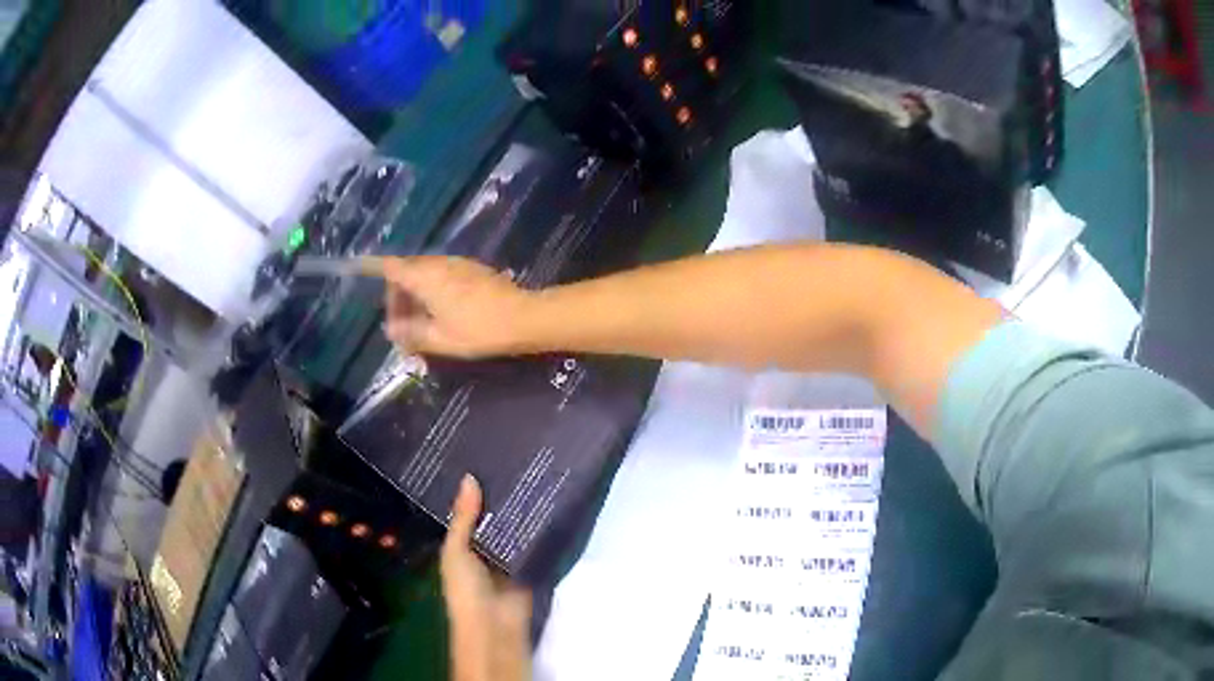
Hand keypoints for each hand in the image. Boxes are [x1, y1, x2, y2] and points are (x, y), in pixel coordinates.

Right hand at [374, 256, 536, 358]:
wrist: (524, 317)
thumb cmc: (478, 329)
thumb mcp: (440, 339)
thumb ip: (411, 333)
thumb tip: (391, 331)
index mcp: (424, 276)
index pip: (390, 266)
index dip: (373, 269)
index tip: (360, 273)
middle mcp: (438, 263)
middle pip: (406, 271)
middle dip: (398, 297)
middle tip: (400, 328)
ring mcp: (457, 264)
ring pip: (424, 274)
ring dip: (416, 296)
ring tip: (420, 327)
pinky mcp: (471, 270)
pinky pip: (441, 276)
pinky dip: (432, 292)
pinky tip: (440, 316)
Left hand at [441, 475, 532, 680]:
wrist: (495, 626)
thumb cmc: (465, 590)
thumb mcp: (455, 552)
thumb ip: (463, 518)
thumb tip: (470, 477)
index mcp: (459, 546)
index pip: (465, 513)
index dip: (470, 491)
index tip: (479, 458)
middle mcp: (483, 548)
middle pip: (491, 518)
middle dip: (498, 496)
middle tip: (511, 456)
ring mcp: (507, 556)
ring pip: (512, 527)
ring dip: (519, 508)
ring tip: (530, 467)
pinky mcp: (530, 563)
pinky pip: (532, 541)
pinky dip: (537, 525)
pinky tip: (546, 497)